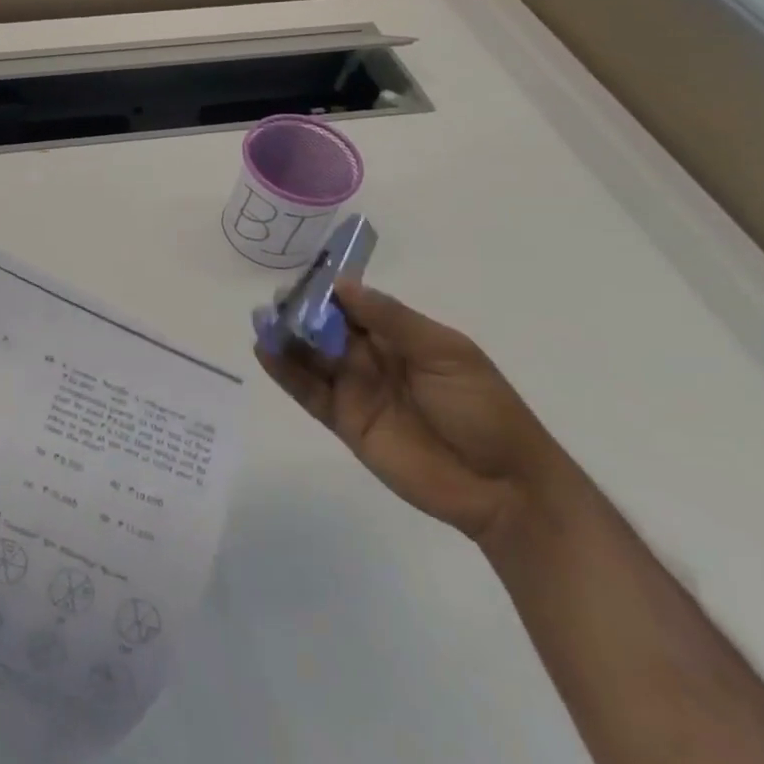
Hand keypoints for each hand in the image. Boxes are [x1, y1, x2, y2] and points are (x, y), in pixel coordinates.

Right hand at [255, 280, 567, 543]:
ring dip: (285, 337)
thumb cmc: (483, 409)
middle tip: (276, 302)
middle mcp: (371, 357)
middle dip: (300, 311)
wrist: (502, 486)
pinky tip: (264, 351)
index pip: (354, 304)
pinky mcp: (342, 420)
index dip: (328, 290)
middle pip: (326, 327)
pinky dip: (284, 372)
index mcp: (399, 335)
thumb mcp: (444, 353)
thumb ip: (392, 320)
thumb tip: (342, 285)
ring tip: (261, 321)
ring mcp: (354, 388)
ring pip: (310, 356)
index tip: (302, 277)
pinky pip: (307, 391)